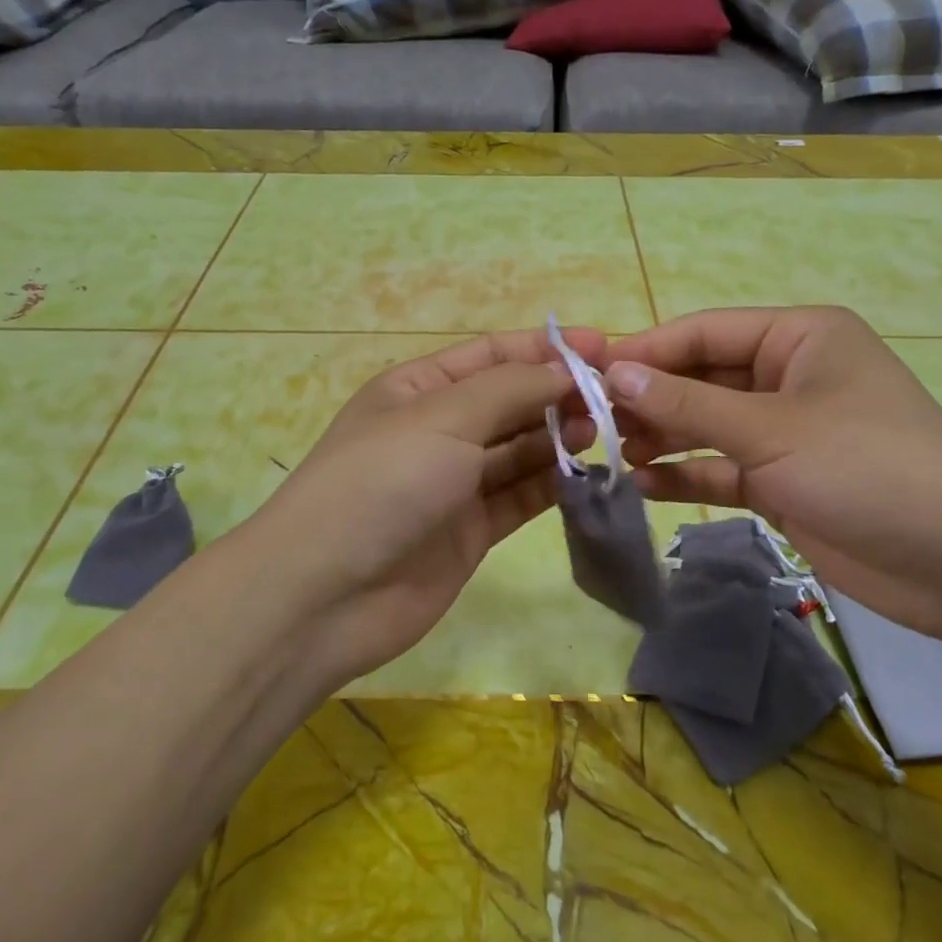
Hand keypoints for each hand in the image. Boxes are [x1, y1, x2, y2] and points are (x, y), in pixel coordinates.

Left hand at [242, 329, 603, 688]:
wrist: (325, 594)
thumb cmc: (381, 483)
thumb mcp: (443, 417)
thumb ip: (510, 390)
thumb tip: (565, 370)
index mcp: (418, 389)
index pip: (492, 355)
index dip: (546, 348)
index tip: (604, 347)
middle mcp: (438, 431)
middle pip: (510, 402)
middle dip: (558, 394)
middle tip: (616, 399)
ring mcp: (453, 484)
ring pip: (519, 451)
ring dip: (559, 438)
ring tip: (603, 432)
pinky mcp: (470, 532)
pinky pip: (519, 498)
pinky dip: (551, 485)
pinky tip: (587, 474)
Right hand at [605, 307, 941, 644]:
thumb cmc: (866, 467)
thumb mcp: (770, 429)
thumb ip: (687, 405)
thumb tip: (614, 373)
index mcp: (798, 338)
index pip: (704, 333)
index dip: (645, 351)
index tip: (587, 372)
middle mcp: (788, 377)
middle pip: (702, 380)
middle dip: (650, 400)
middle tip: (591, 421)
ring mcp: (785, 433)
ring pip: (707, 427)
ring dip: (663, 438)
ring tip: (611, 454)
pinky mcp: (783, 481)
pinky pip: (722, 469)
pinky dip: (687, 475)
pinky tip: (643, 485)